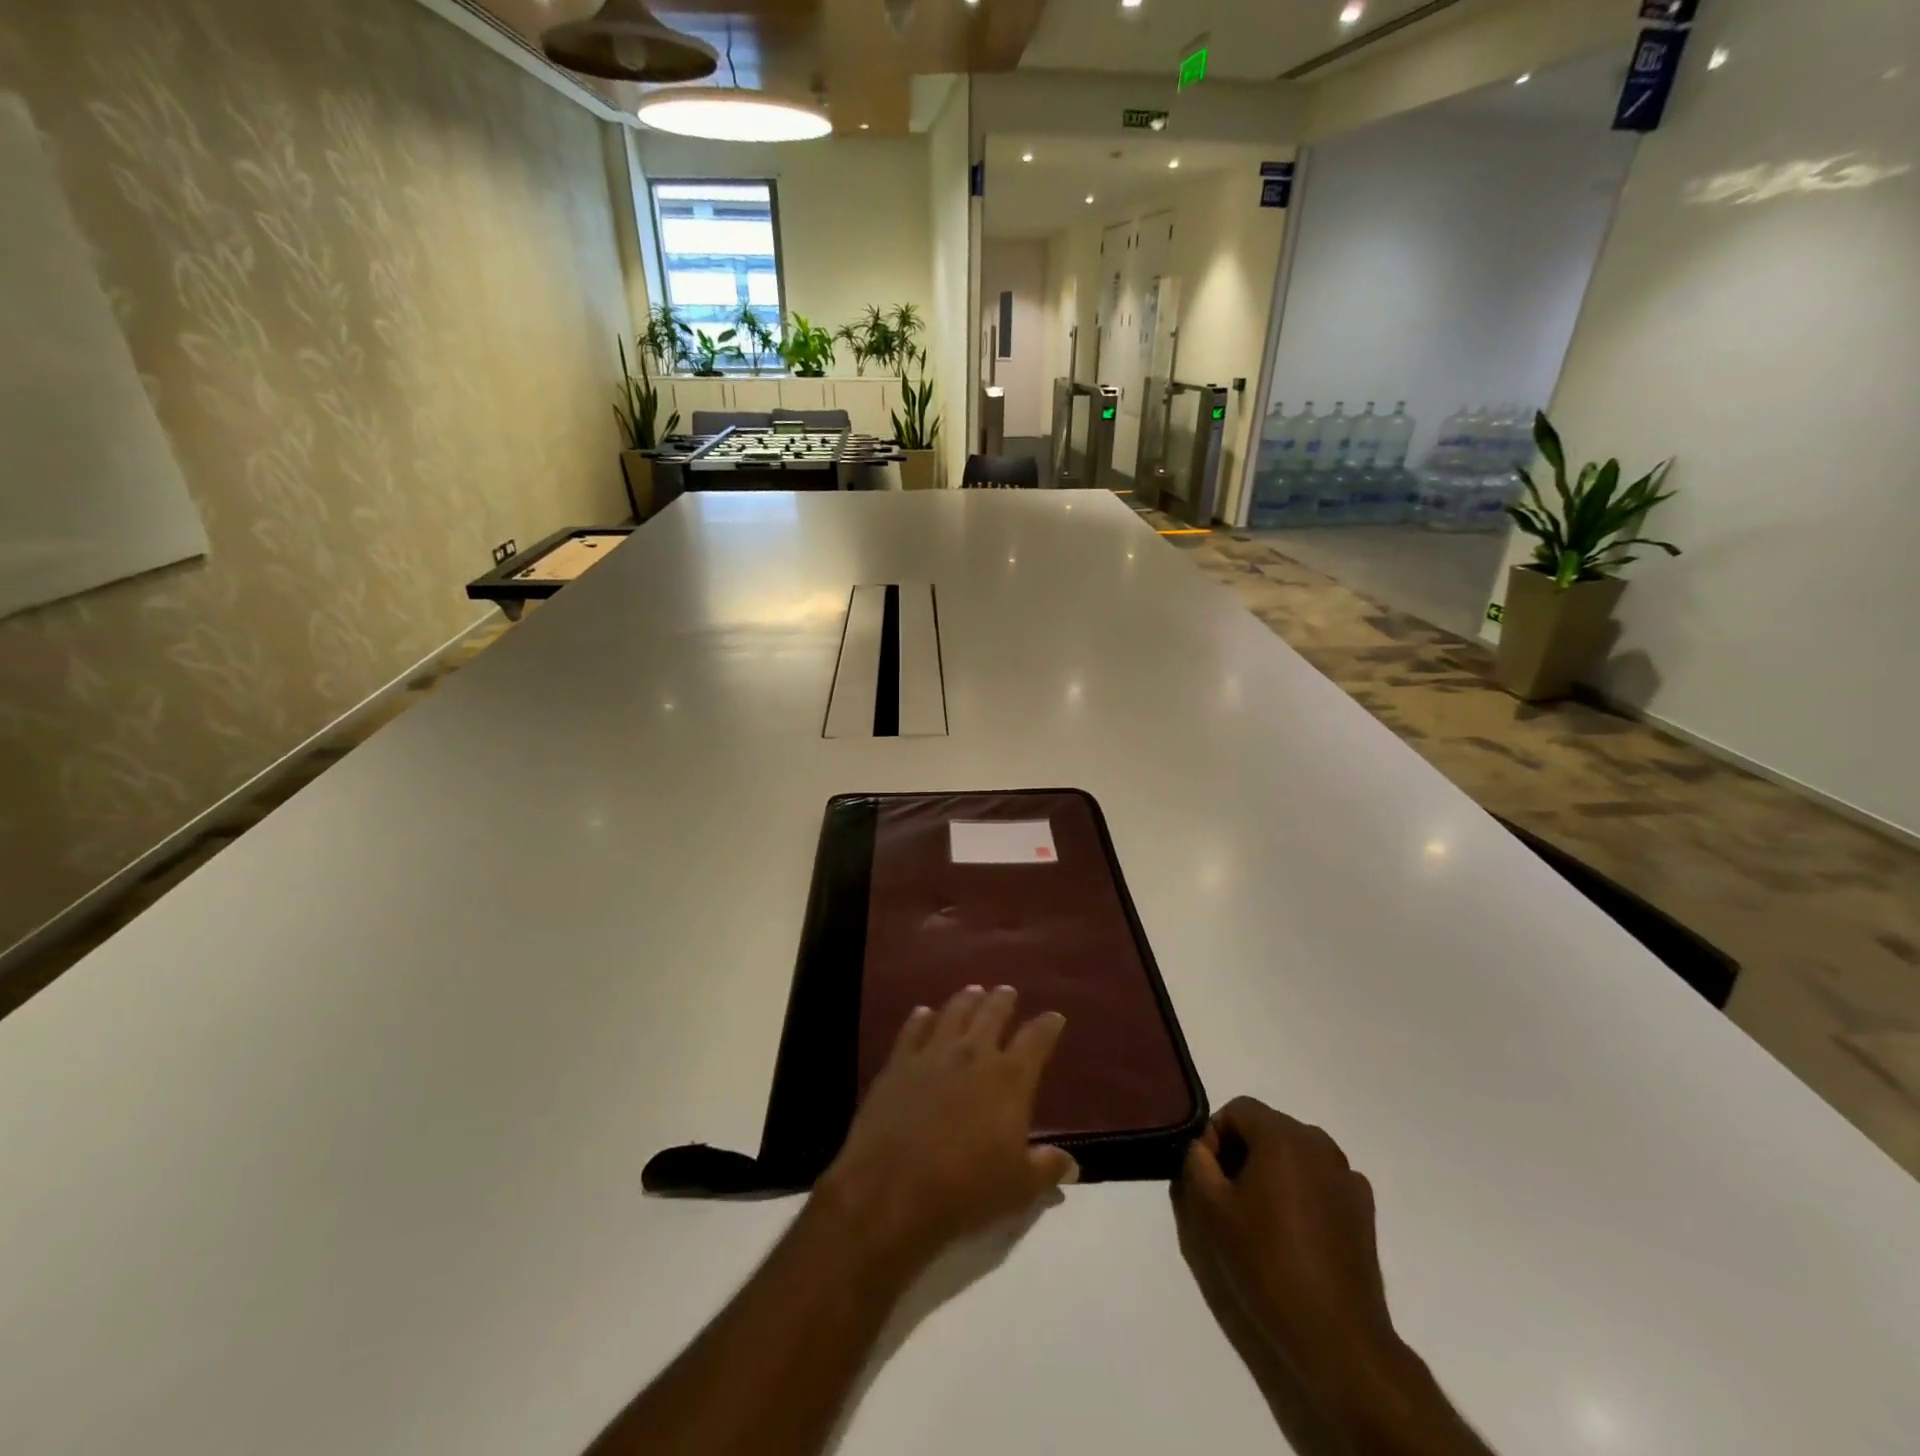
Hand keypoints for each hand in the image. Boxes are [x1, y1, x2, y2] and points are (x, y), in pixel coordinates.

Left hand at [814, 986, 1075, 1280]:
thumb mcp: (1017, 1189)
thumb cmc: (965, 1190)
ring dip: (967, 1000)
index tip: (1054, 1017)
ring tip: (974, 991)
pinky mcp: (899, 1062)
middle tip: (1006, 991)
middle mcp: (973, 1054)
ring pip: (954, 1012)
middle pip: (992, 1014)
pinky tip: (924, 1013)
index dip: (1047, 1026)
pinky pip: (913, 1029)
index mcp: (1010, 1079)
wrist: (892, 1188)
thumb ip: (1046, 1170)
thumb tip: (1072, 1164)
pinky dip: (921, 1018)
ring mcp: (933, 1053)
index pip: (1036, 1040)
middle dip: (1002, 1000)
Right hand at [1174, 1098, 1397, 1396]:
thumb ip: (1196, 1162)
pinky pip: (1320, 1179)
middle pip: (1267, 1128)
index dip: (1214, 1136)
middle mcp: (1319, 1143)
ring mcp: (1347, 1175)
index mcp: (1282, 1136)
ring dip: (1271, 1170)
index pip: (1237, 1109)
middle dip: (1242, 1151)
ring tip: (1261, 1216)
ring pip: (1294, 1153)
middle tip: (1228, 1196)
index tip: (1208, 1176)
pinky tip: (1295, 1232)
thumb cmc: (1267, 1263)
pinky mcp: (1364, 1207)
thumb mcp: (1211, 1210)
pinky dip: (1301, 1190)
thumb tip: (1202, 1147)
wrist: (1337, 1336)